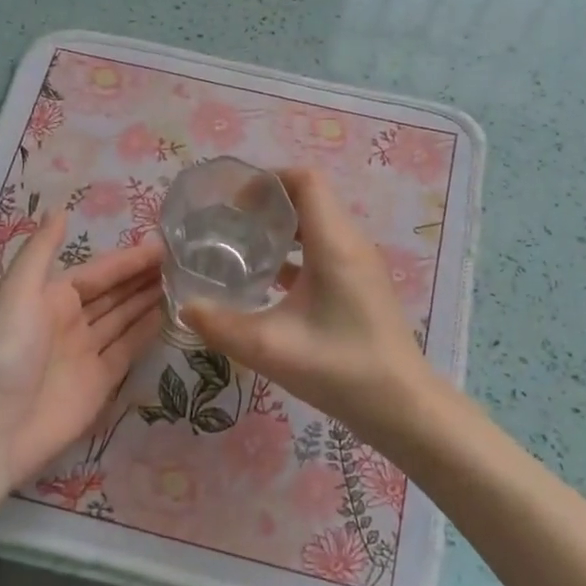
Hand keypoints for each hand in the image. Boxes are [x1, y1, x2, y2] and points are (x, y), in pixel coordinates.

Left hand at [0, 211, 163, 487]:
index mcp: (50, 297)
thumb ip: (41, 252)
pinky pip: (128, 350)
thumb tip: (61, 211)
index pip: (98, 272)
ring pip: (124, 319)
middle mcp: (70, 321)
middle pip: (114, 294)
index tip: (164, 246)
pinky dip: (147, 333)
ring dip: (149, 301)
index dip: (128, 260)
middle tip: (184, 262)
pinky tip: (170, 316)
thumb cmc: (4, 352)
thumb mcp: (17, 293)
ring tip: (185, 284)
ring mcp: (86, 352)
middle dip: (143, 278)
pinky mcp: (99, 382)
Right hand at [182, 168, 433, 454]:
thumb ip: (221, 325)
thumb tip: (185, 306)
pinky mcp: (361, 284)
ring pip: (318, 224)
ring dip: (282, 229)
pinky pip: (325, 249)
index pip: (305, 181)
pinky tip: (268, 280)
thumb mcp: (270, 348)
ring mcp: (360, 263)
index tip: (233, 202)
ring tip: (242, 247)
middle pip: (310, 198)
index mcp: (334, 243)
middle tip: (229, 223)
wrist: (401, 406)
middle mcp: (351, 243)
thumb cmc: (340, 368)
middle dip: (268, 203)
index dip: (268, 180)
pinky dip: (296, 252)